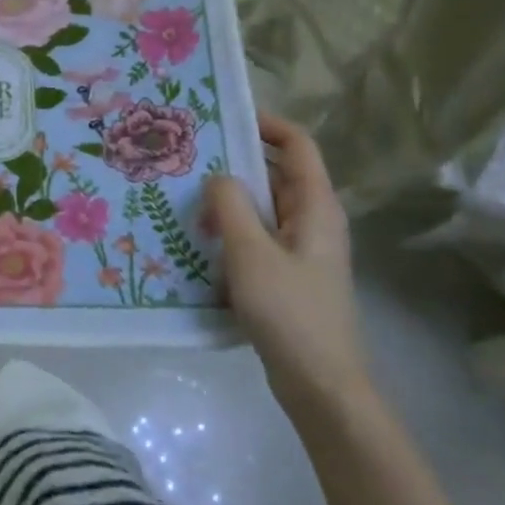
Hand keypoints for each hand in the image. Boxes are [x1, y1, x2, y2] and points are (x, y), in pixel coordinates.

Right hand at [205, 113, 366, 421]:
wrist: (321, 386)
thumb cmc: (290, 313)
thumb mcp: (251, 253)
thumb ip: (230, 206)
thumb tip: (217, 176)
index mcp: (316, 206)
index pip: (298, 144)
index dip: (266, 123)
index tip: (222, 118)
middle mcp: (313, 220)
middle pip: (276, 173)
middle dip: (235, 161)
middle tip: (188, 157)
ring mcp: (301, 249)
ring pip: (263, 207)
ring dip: (228, 199)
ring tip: (184, 195)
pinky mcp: (287, 274)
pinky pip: (257, 236)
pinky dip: (231, 229)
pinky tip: (197, 239)